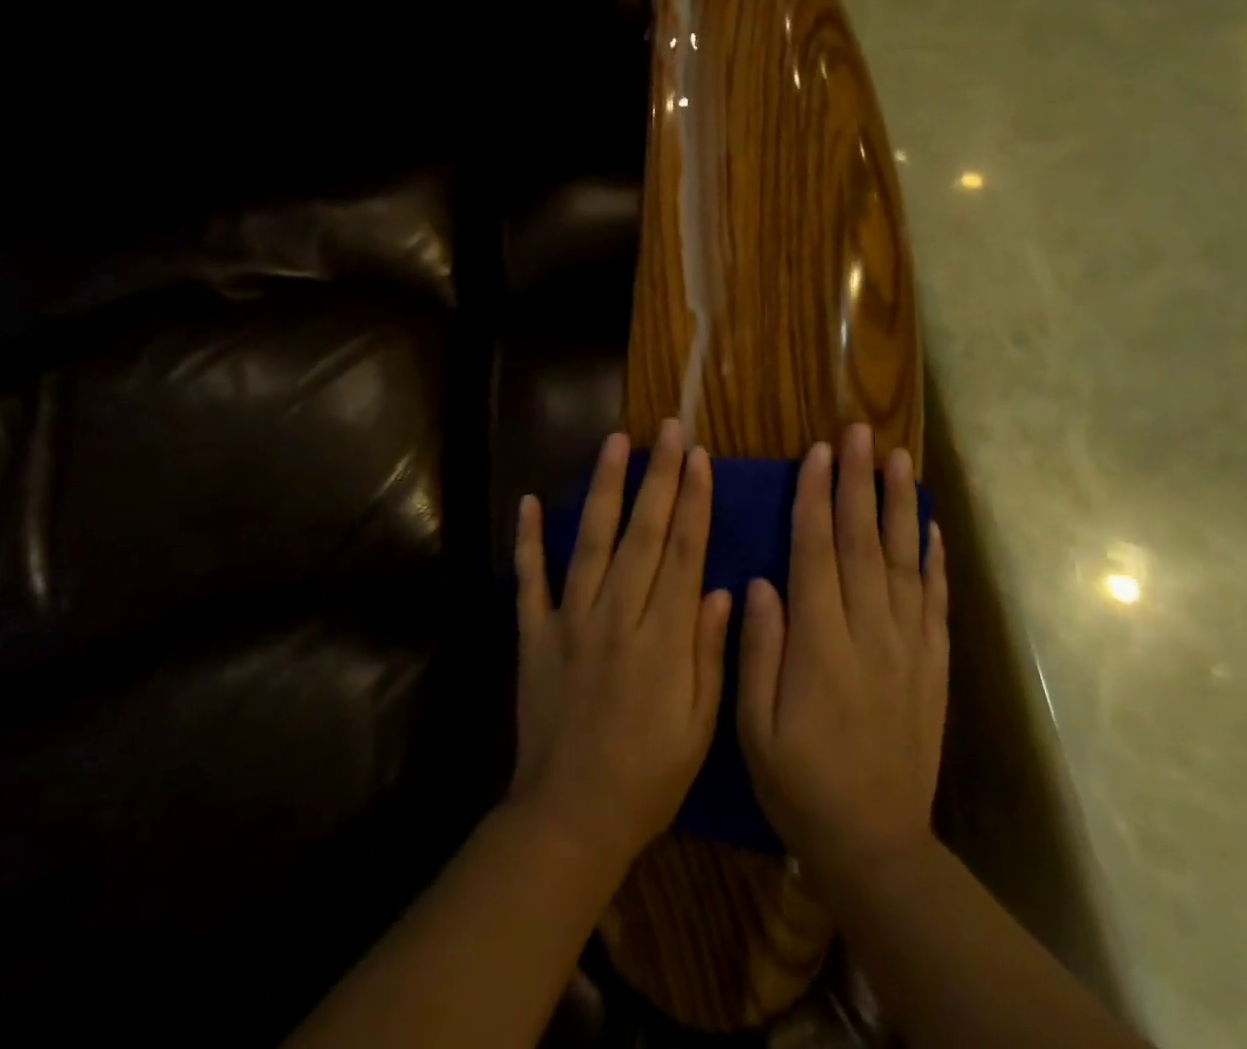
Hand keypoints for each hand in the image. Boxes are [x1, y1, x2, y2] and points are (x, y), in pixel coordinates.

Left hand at [510, 420, 732, 876]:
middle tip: (669, 429)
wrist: (569, 817)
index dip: (693, 501)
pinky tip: (531, 501)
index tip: (699, 457)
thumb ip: (708, 653)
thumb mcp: (699, 726)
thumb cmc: (648, 776)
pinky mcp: (534, 635)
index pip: (682, 553)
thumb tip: (717, 588)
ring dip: (605, 488)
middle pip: (642, 533)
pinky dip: (529, 540)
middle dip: (659, 476)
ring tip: (615, 442)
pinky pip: (530, 580)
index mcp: (662, 638)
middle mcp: (616, 616)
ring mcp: (569, 621)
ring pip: (591, 542)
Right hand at [738, 423, 949, 891]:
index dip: (816, 500)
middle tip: (858, 433)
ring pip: (904, 561)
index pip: (817, 554)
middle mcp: (869, 634)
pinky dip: (934, 559)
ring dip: (899, 505)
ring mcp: (908, 647)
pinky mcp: (932, 665)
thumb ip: (758, 651)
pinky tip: (930, 526)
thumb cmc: (801, 784)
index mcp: (820, 645)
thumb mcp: (755, 729)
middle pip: (863, 543)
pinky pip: (935, 602)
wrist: (877, 845)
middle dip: (858, 482)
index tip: (816, 453)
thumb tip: (760, 582)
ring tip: (896, 459)